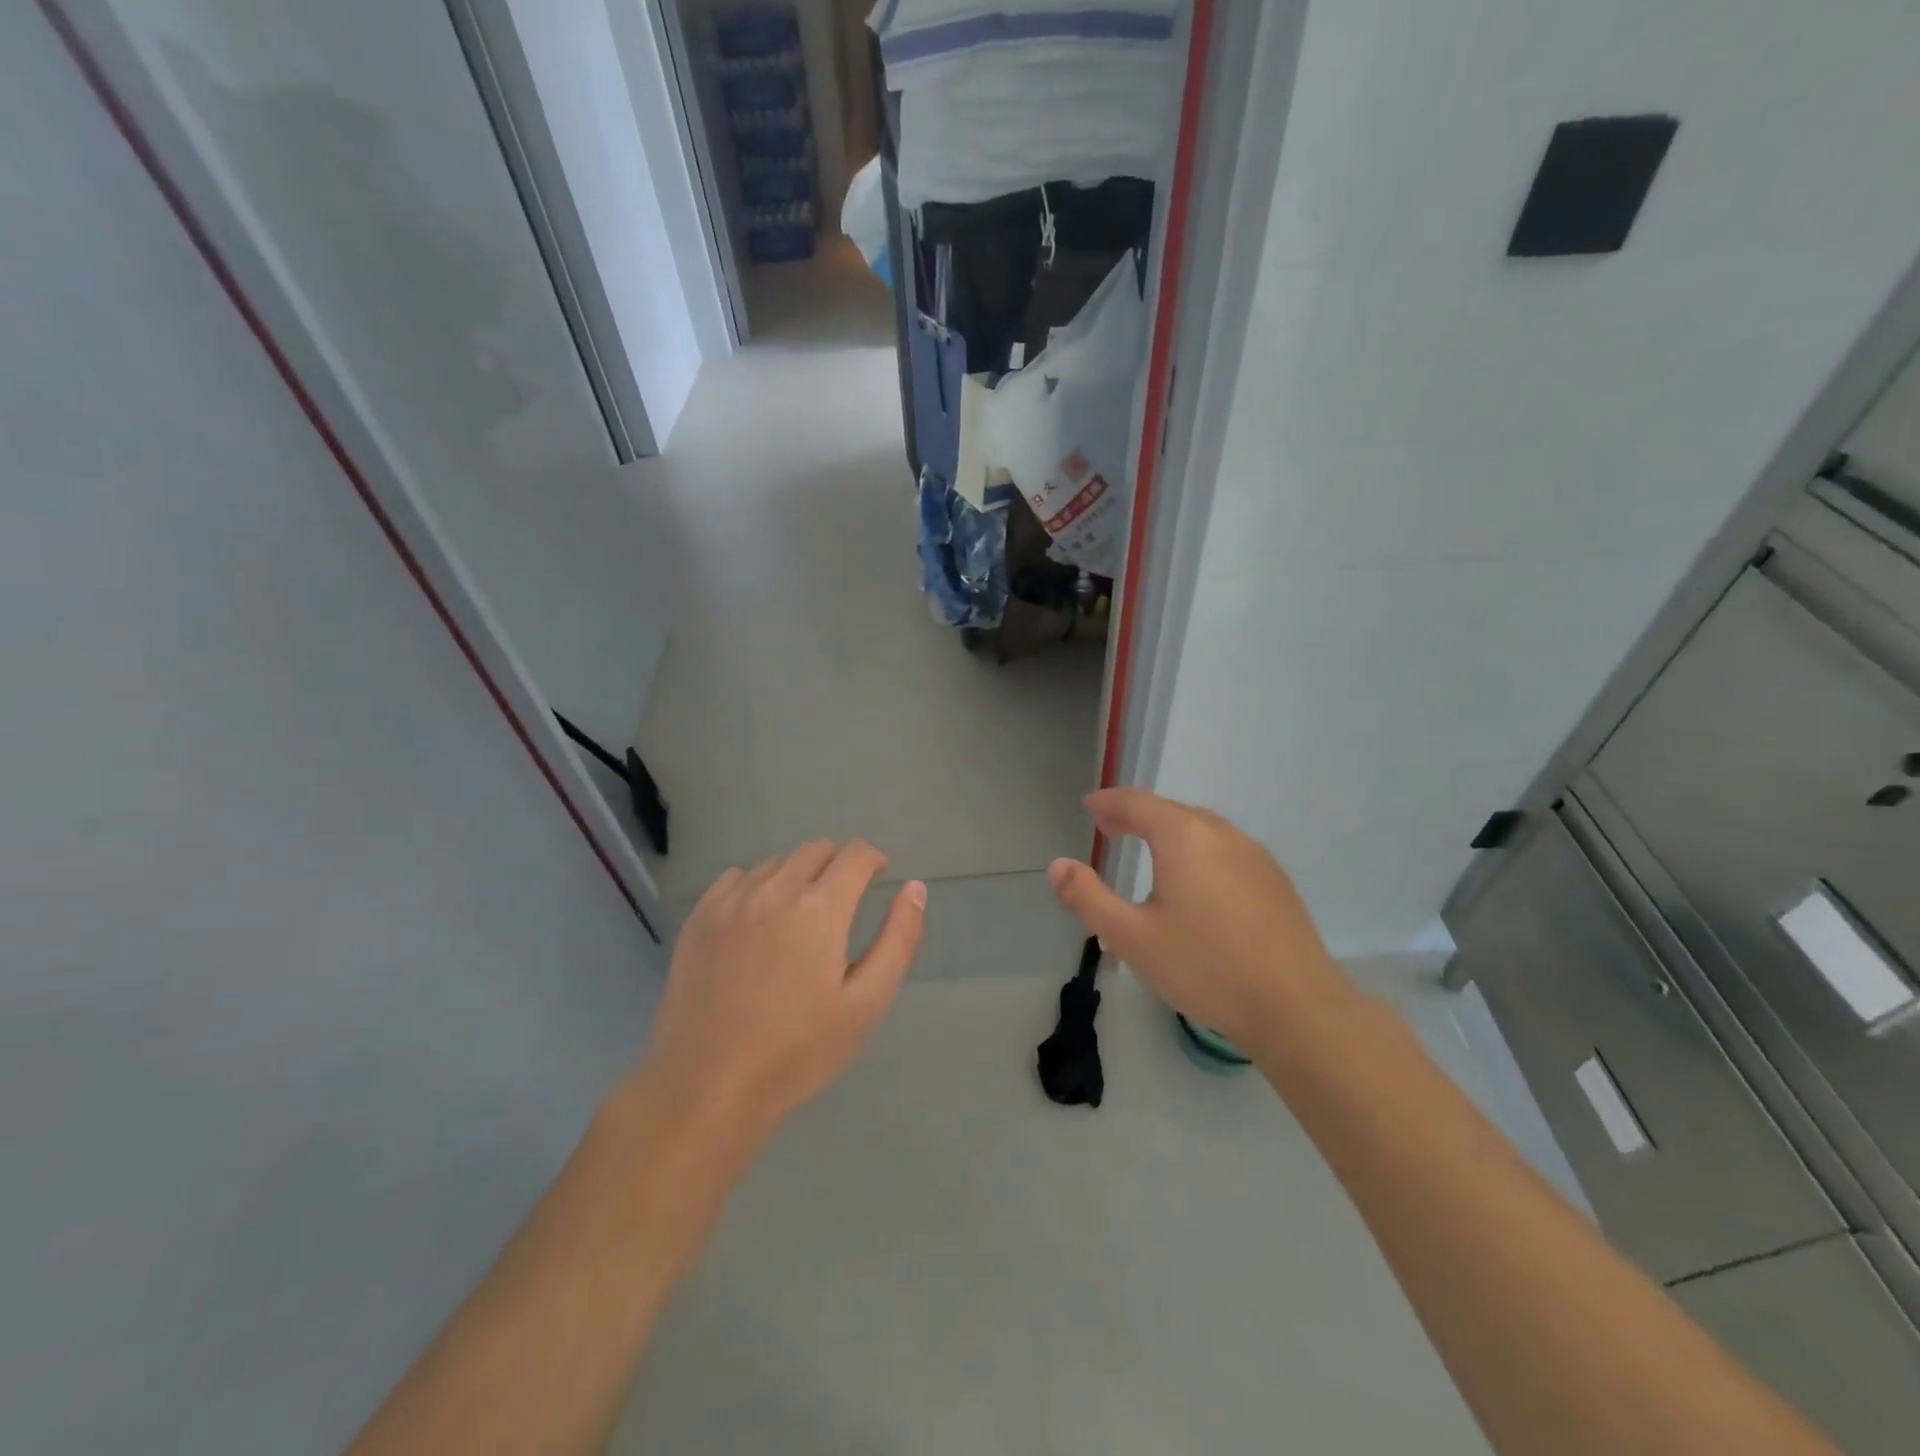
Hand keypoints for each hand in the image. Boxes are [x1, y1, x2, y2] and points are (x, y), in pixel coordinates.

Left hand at [643, 841, 924, 1135]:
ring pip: (777, 863)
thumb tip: (915, 888)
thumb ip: (898, 939)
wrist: (708, 1084)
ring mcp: (732, 901)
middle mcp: (775, 890)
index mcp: (820, 908)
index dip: (873, 859)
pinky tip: (757, 921)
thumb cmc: (798, 1050)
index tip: (878, 876)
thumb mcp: (866, 1003)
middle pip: (816, 849)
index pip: (855, 855)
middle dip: (838, 864)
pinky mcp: (699, 917)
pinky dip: (757, 886)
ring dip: (797, 875)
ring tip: (799, 916)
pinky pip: (737, 878)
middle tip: (842, 901)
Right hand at [1047, 788, 1343, 1051]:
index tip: (1090, 807)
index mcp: (1183, 837)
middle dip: (1136, 814)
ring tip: (1149, 849)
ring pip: (1202, 828)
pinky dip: (1198, 848)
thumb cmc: (1205, 967)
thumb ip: (1088, 898)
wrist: (1295, 1005)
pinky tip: (1196, 880)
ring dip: (1169, 830)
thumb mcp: (1131, 937)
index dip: (1109, 802)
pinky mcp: (1274, 880)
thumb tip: (1057, 866)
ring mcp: (1254, 855)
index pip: (1137, 802)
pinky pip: (1225, 848)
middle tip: (1111, 827)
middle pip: (1171, 810)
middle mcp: (1221, 834)